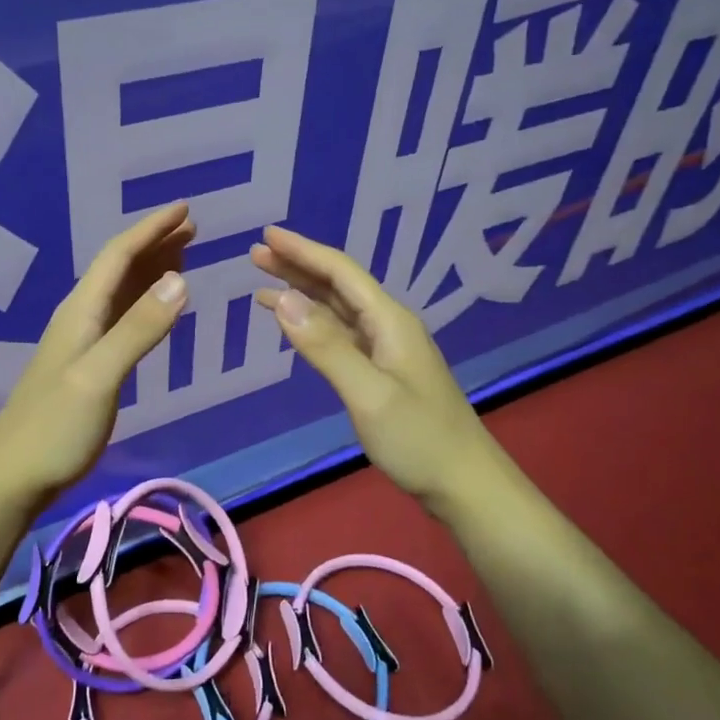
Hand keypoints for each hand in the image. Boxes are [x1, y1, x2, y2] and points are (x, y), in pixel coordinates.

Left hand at [0, 201, 194, 508]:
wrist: (14, 475)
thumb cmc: (56, 427)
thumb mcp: (100, 376)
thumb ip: (138, 330)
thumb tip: (180, 279)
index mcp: (81, 312)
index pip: (118, 256)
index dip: (151, 229)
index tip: (185, 210)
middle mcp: (81, 318)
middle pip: (119, 268)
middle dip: (155, 243)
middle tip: (193, 228)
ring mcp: (82, 343)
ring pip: (121, 292)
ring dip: (151, 270)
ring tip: (183, 256)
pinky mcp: (87, 367)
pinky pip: (122, 318)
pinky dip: (145, 303)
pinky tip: (156, 310)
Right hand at [251, 226, 501, 510]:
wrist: (464, 484)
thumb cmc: (418, 439)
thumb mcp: (368, 394)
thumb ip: (326, 346)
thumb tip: (283, 299)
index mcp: (389, 321)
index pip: (340, 272)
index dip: (303, 251)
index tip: (267, 236)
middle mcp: (388, 327)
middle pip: (338, 286)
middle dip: (298, 267)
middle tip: (256, 255)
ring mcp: (386, 351)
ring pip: (337, 310)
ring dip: (302, 294)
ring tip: (263, 285)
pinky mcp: (381, 373)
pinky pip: (340, 335)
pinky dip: (313, 325)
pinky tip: (295, 325)